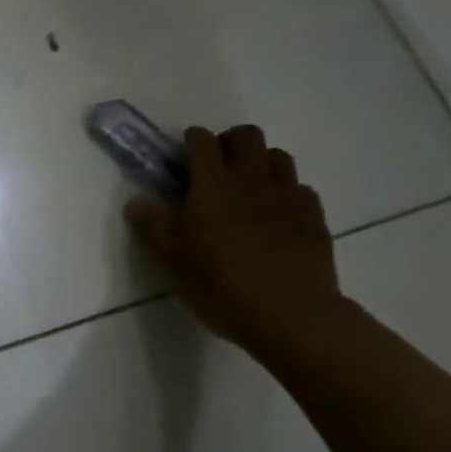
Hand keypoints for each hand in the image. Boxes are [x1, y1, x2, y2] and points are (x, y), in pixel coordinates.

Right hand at [126, 125, 343, 362]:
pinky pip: (300, 188)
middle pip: (246, 136)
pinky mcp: (314, 215)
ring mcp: (287, 195)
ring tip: (249, 189)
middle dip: (229, 142)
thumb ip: (153, 228)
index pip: (202, 142)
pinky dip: (286, 192)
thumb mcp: (174, 264)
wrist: (291, 316)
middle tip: (217, 168)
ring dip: (261, 162)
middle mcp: (251, 181)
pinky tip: (278, 216)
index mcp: (212, 187)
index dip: (191, 141)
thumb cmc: (222, 289)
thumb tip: (136, 202)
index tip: (183, 157)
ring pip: (278, 156)